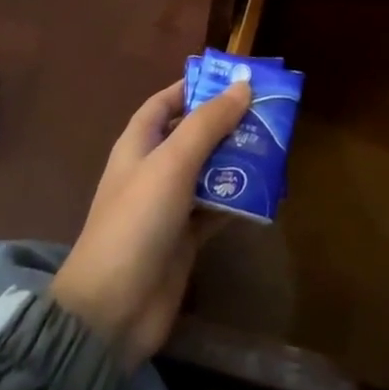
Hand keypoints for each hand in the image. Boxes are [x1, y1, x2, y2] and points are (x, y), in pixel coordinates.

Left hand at [49, 78, 250, 368]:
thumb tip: (243, 85)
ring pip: (209, 171)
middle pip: (193, 134)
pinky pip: (216, 208)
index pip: (165, 102)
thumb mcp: (172, 163)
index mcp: (139, 144)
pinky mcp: (185, 237)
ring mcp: (169, 204)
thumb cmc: (137, 221)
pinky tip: (266, 192)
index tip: (234, 79)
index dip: (195, 87)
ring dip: (237, 160)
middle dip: (227, 123)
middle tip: (268, 113)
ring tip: (275, 147)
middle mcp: (153, 168)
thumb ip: (208, 123)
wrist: (113, 309)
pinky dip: (238, 199)